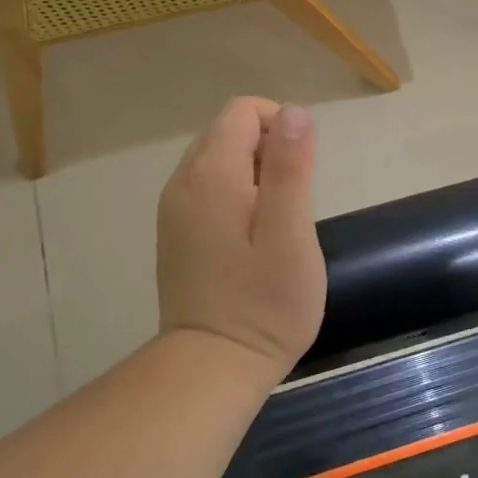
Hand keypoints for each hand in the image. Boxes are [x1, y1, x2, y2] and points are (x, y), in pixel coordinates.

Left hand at [157, 97, 325, 371]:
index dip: (282, 126)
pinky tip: (253, 236)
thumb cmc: (264, 301)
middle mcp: (184, 181)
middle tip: (294, 201)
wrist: (212, 367)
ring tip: (277, 220)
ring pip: (218, 158)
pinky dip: (237, 192)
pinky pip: (208, 186)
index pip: (244, 111)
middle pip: (228, 130)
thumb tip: (294, 112)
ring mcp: (174, 208)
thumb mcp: (291, 232)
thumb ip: (291, 168)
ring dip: (255, 171)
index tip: (303, 172)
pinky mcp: (177, 232)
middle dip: (269, 148)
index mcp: (212, 174)